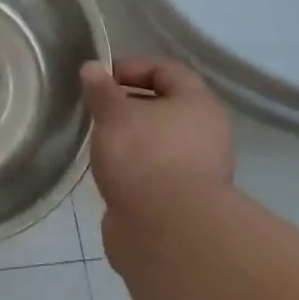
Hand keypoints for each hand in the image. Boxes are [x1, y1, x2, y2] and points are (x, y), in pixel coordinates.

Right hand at [81, 58, 233, 258]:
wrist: (167, 232)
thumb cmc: (144, 156)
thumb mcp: (114, 113)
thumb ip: (101, 89)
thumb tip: (92, 68)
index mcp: (198, 104)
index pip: (166, 70)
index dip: (131, 67)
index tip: (100, 79)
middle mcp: (206, 133)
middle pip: (164, 105)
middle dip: (128, 104)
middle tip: (97, 109)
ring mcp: (198, 170)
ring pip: (159, 140)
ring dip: (130, 137)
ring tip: (99, 140)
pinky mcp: (183, 200)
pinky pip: (155, 170)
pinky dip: (133, 166)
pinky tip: (110, 171)